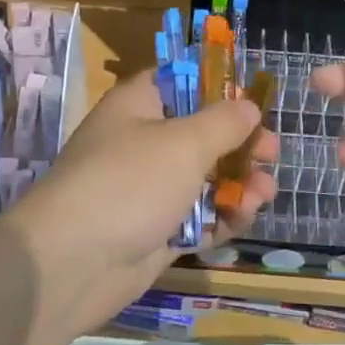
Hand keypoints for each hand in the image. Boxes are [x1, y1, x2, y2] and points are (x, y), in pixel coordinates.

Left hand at [5, 74, 276, 338]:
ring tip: (262, 196)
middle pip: (200, 133)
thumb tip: (248, 107)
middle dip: (240, 145)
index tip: (252, 102)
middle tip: (271, 155)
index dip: (218, 87)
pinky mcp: (155, 230)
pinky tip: (241, 221)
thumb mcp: (184, 143)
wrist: (73, 263)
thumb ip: (223, 122)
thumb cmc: (130, 183)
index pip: (180, 81)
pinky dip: (219, 218)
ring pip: (204, 179)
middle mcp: (142, 143)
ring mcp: (148, 189)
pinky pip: (196, 217)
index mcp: (139, 106)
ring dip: (238, 185)